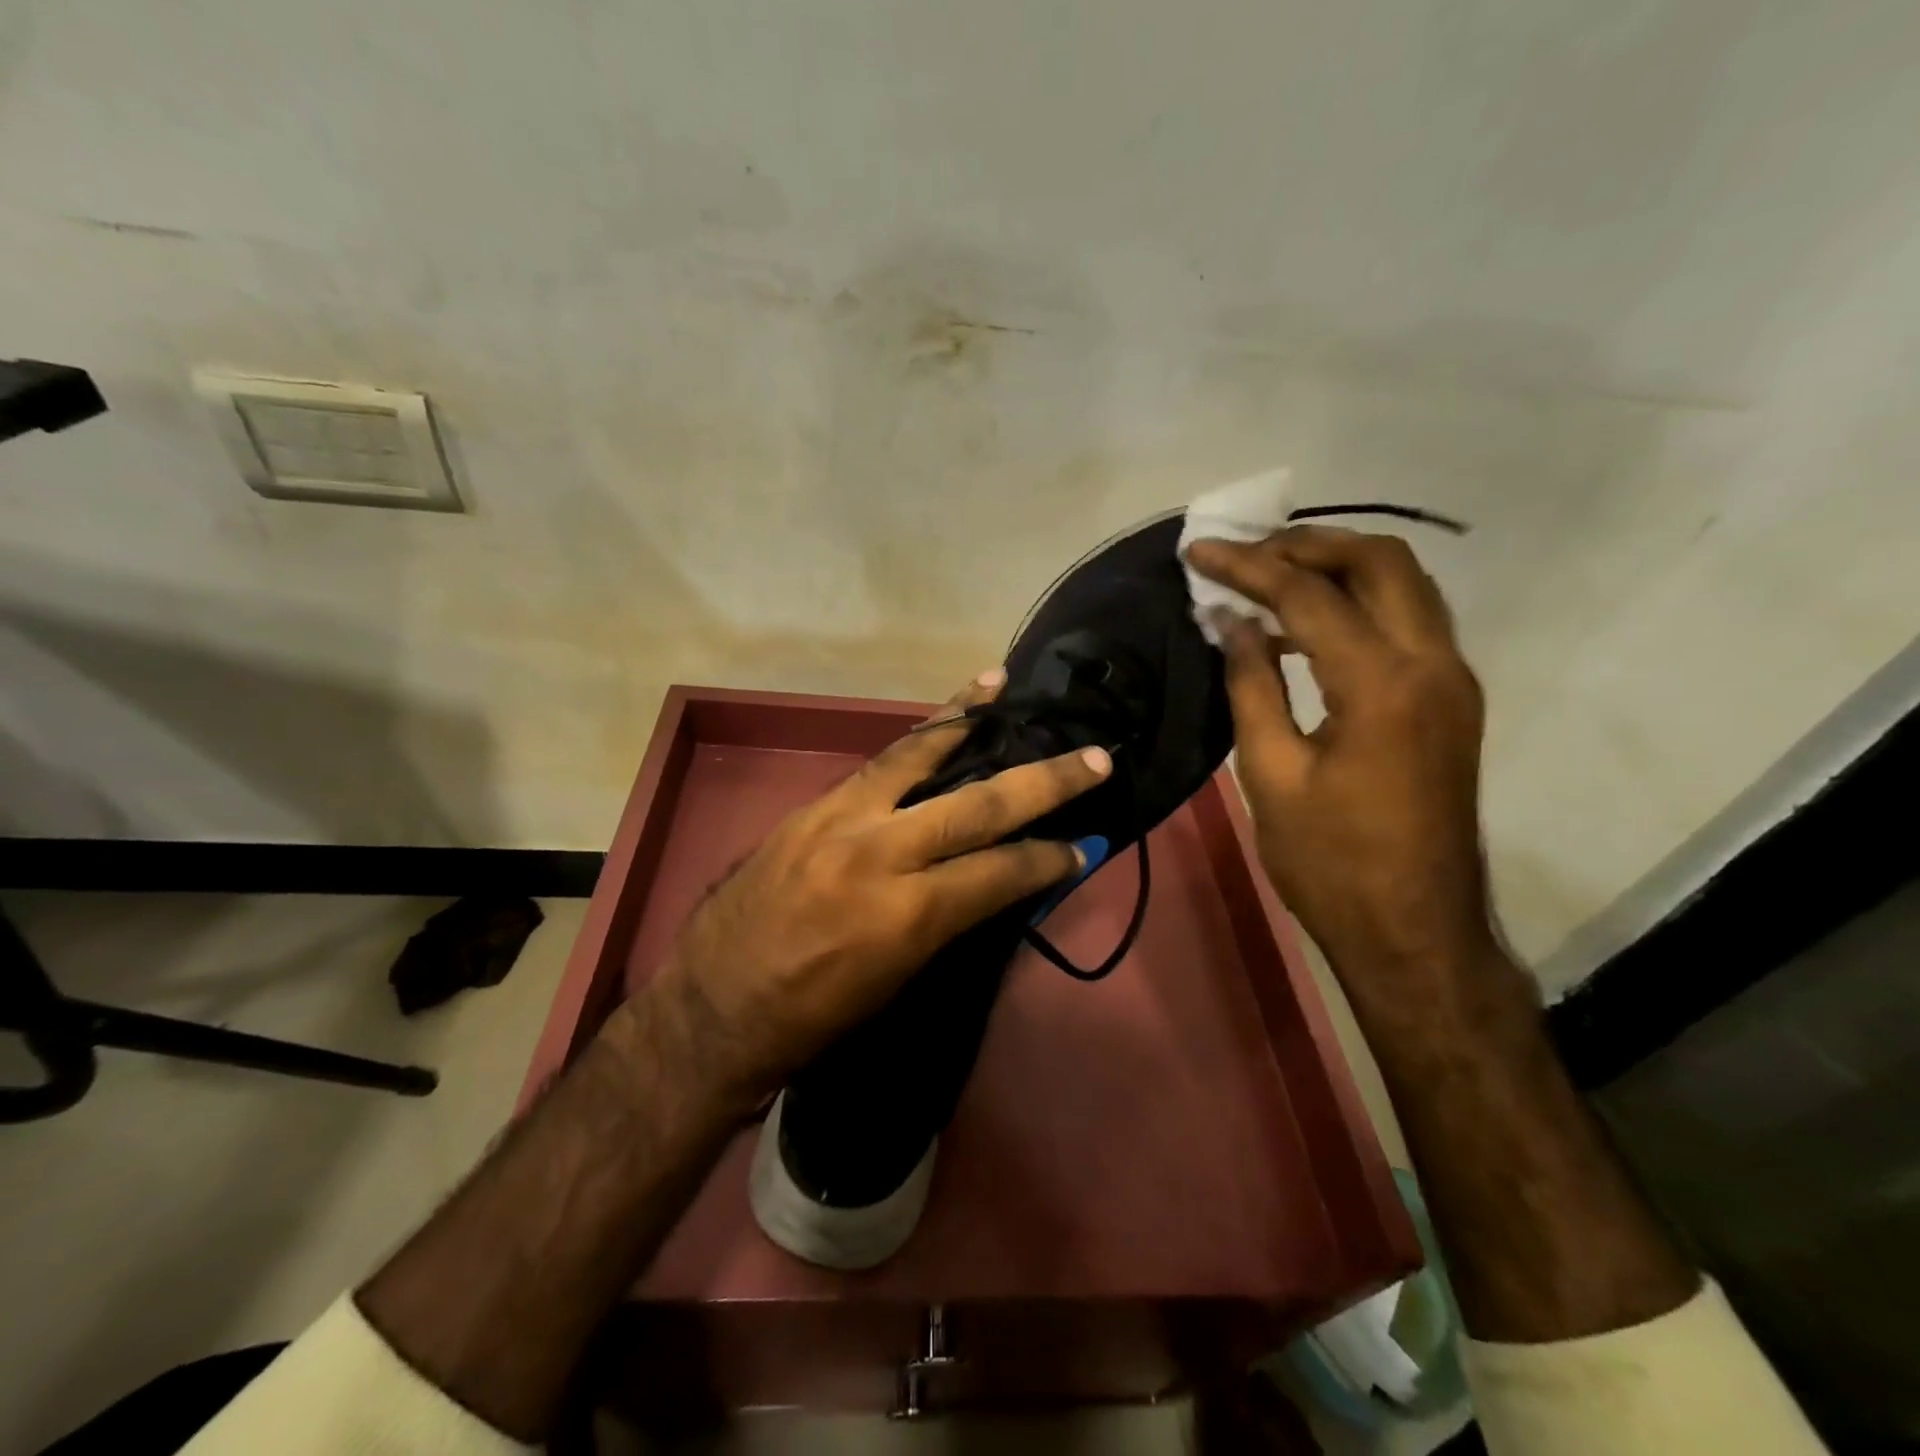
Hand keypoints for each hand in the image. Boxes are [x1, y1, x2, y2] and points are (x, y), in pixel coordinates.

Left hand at [651, 670, 1111, 1100]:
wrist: (714, 1009)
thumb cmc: (814, 1019)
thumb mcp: (899, 980)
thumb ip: (950, 919)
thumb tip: (995, 880)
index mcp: (908, 914)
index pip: (1001, 872)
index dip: (1050, 859)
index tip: (1086, 845)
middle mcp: (881, 853)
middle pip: (980, 804)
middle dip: (1046, 781)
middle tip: (1094, 758)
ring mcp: (842, 819)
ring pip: (918, 755)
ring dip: (966, 718)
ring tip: (999, 684)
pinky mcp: (814, 807)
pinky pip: (877, 763)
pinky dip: (914, 739)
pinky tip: (936, 721)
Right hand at [1185, 527, 1502, 1011]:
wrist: (1414, 930)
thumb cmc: (1330, 862)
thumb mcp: (1270, 774)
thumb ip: (1251, 684)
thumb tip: (1231, 621)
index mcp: (1381, 685)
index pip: (1310, 595)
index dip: (1248, 567)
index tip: (1199, 552)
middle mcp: (1433, 665)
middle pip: (1380, 562)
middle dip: (1308, 544)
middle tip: (1246, 553)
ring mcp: (1452, 681)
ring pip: (1405, 585)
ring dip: (1338, 567)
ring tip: (1269, 577)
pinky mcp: (1451, 701)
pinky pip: (1409, 621)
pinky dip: (1358, 604)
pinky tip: (1306, 627)